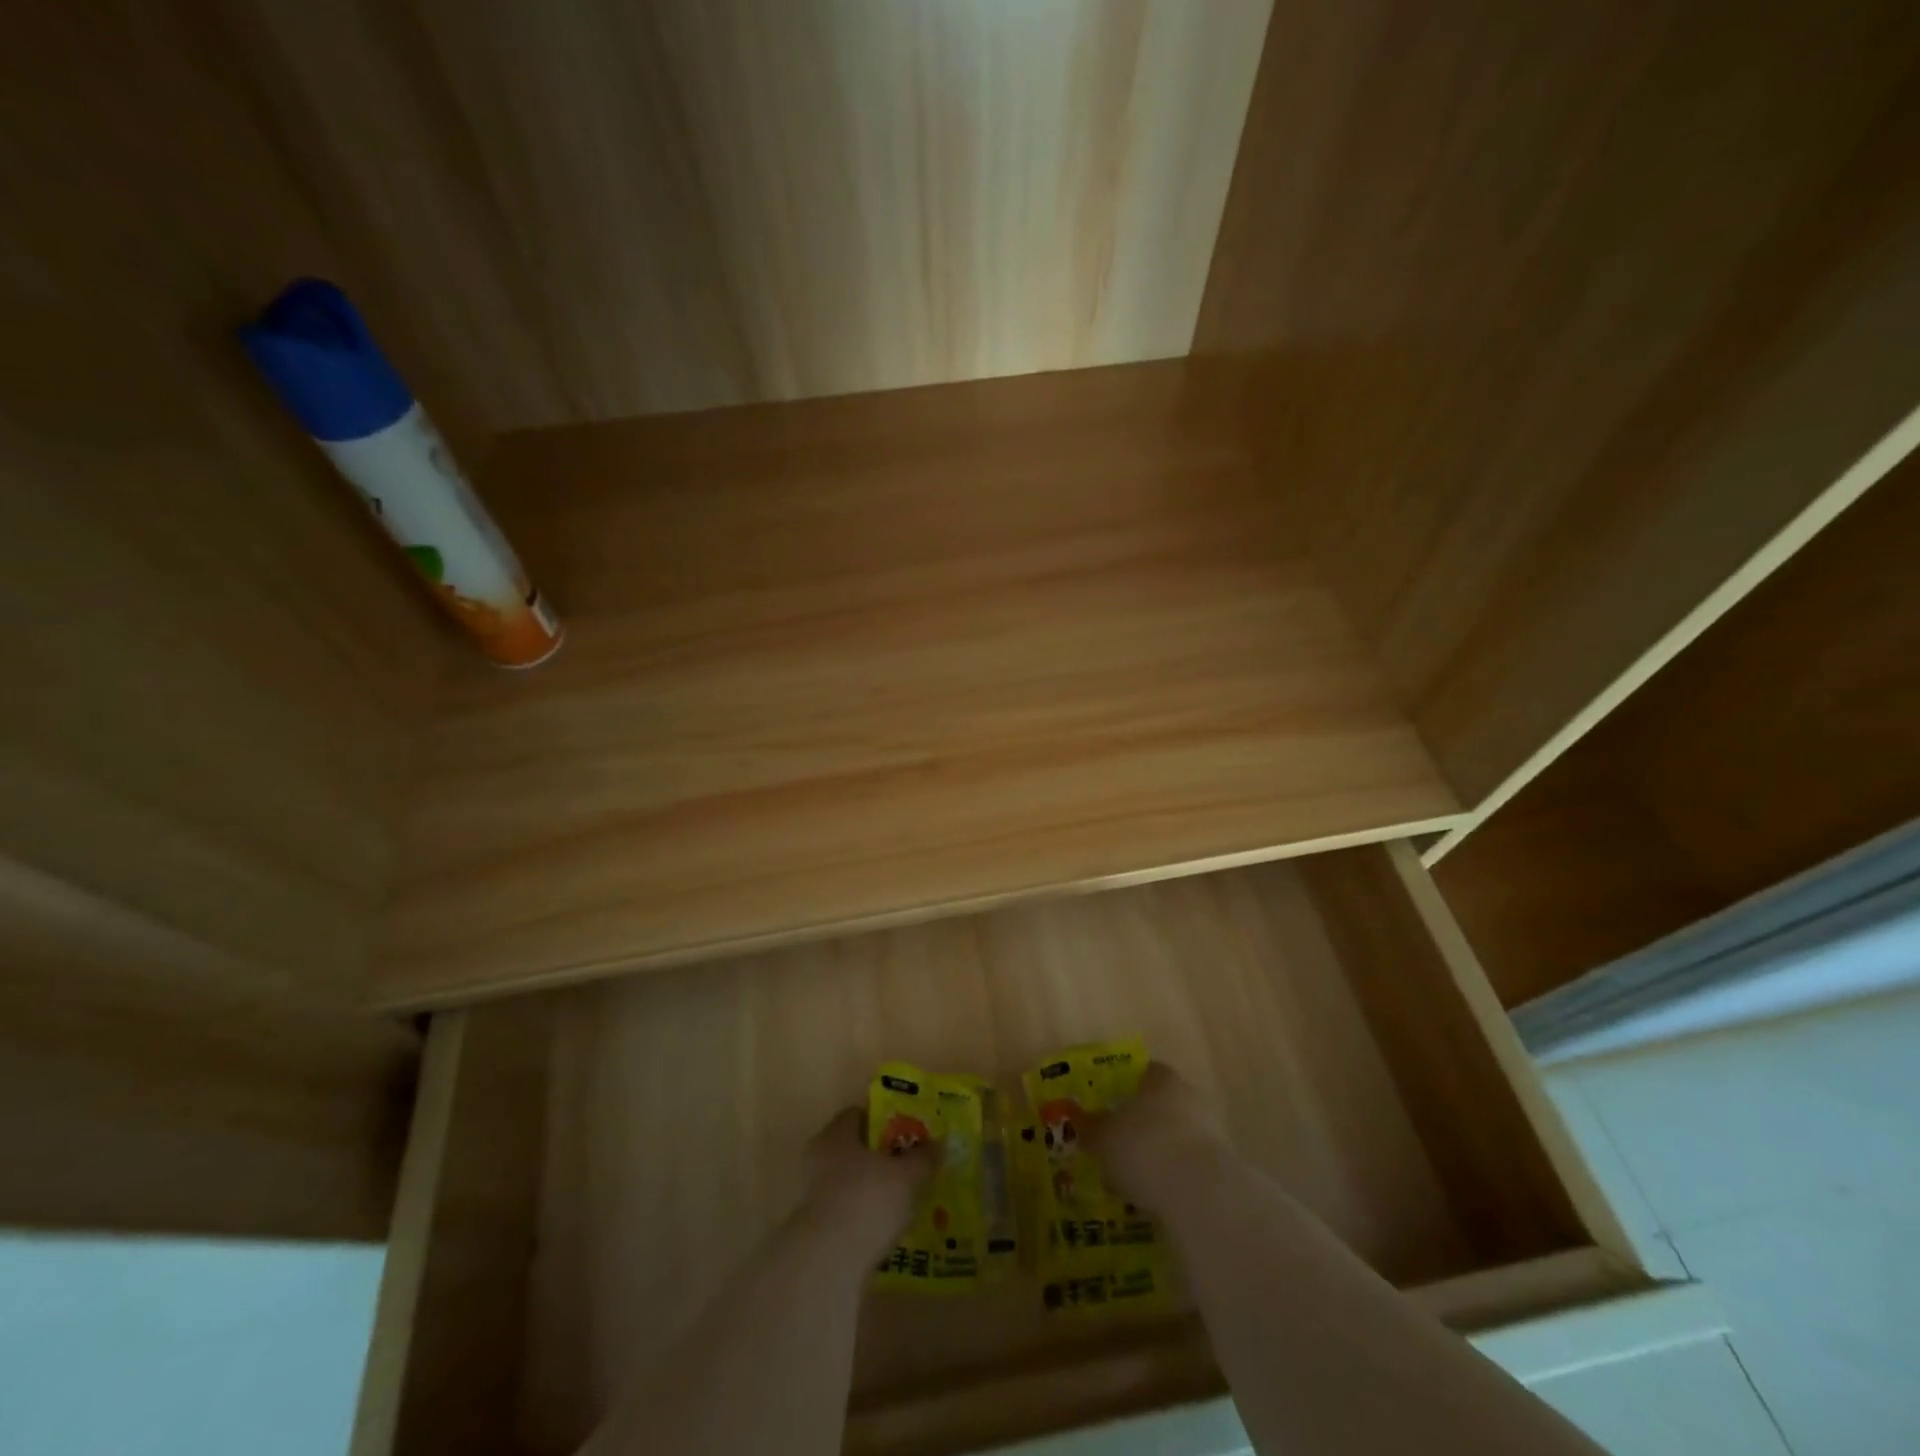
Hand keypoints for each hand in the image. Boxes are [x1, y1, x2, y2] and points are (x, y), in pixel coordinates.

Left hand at [800, 1107, 933, 1259]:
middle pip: (853, 1150)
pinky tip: (885, 1230)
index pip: (857, 1115)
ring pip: (849, 1183)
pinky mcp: (815, 1231)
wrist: (828, 1263)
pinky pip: (846, 1213)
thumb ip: (923, 1157)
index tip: (906, 1132)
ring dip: (871, 1190)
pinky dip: (863, 1217)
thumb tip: (937, 1143)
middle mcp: (819, 1159)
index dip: (883, 1121)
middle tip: (907, 1167)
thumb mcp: (908, 1176)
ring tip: (901, 1202)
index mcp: (836, 1134)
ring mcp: (812, 1197)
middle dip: (879, 1158)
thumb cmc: (868, 1201)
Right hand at [1087, 1064, 1231, 1208]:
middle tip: (1117, 1145)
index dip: (1122, 1088)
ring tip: (1133, 1178)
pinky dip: (1172, 1177)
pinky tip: (1155, 1196)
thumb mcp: (1103, 1138)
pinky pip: (1187, 1165)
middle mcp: (1188, 1095)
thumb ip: (1090, 1127)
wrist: (1201, 1194)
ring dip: (1158, 1152)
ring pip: (1174, 1136)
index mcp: (1160, 1078)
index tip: (1107, 1108)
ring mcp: (1210, 1130)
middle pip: (1159, 1105)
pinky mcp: (1221, 1166)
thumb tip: (1079, 1119)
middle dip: (1140, 1124)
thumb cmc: (1145, 1149)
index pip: (1141, 1072)